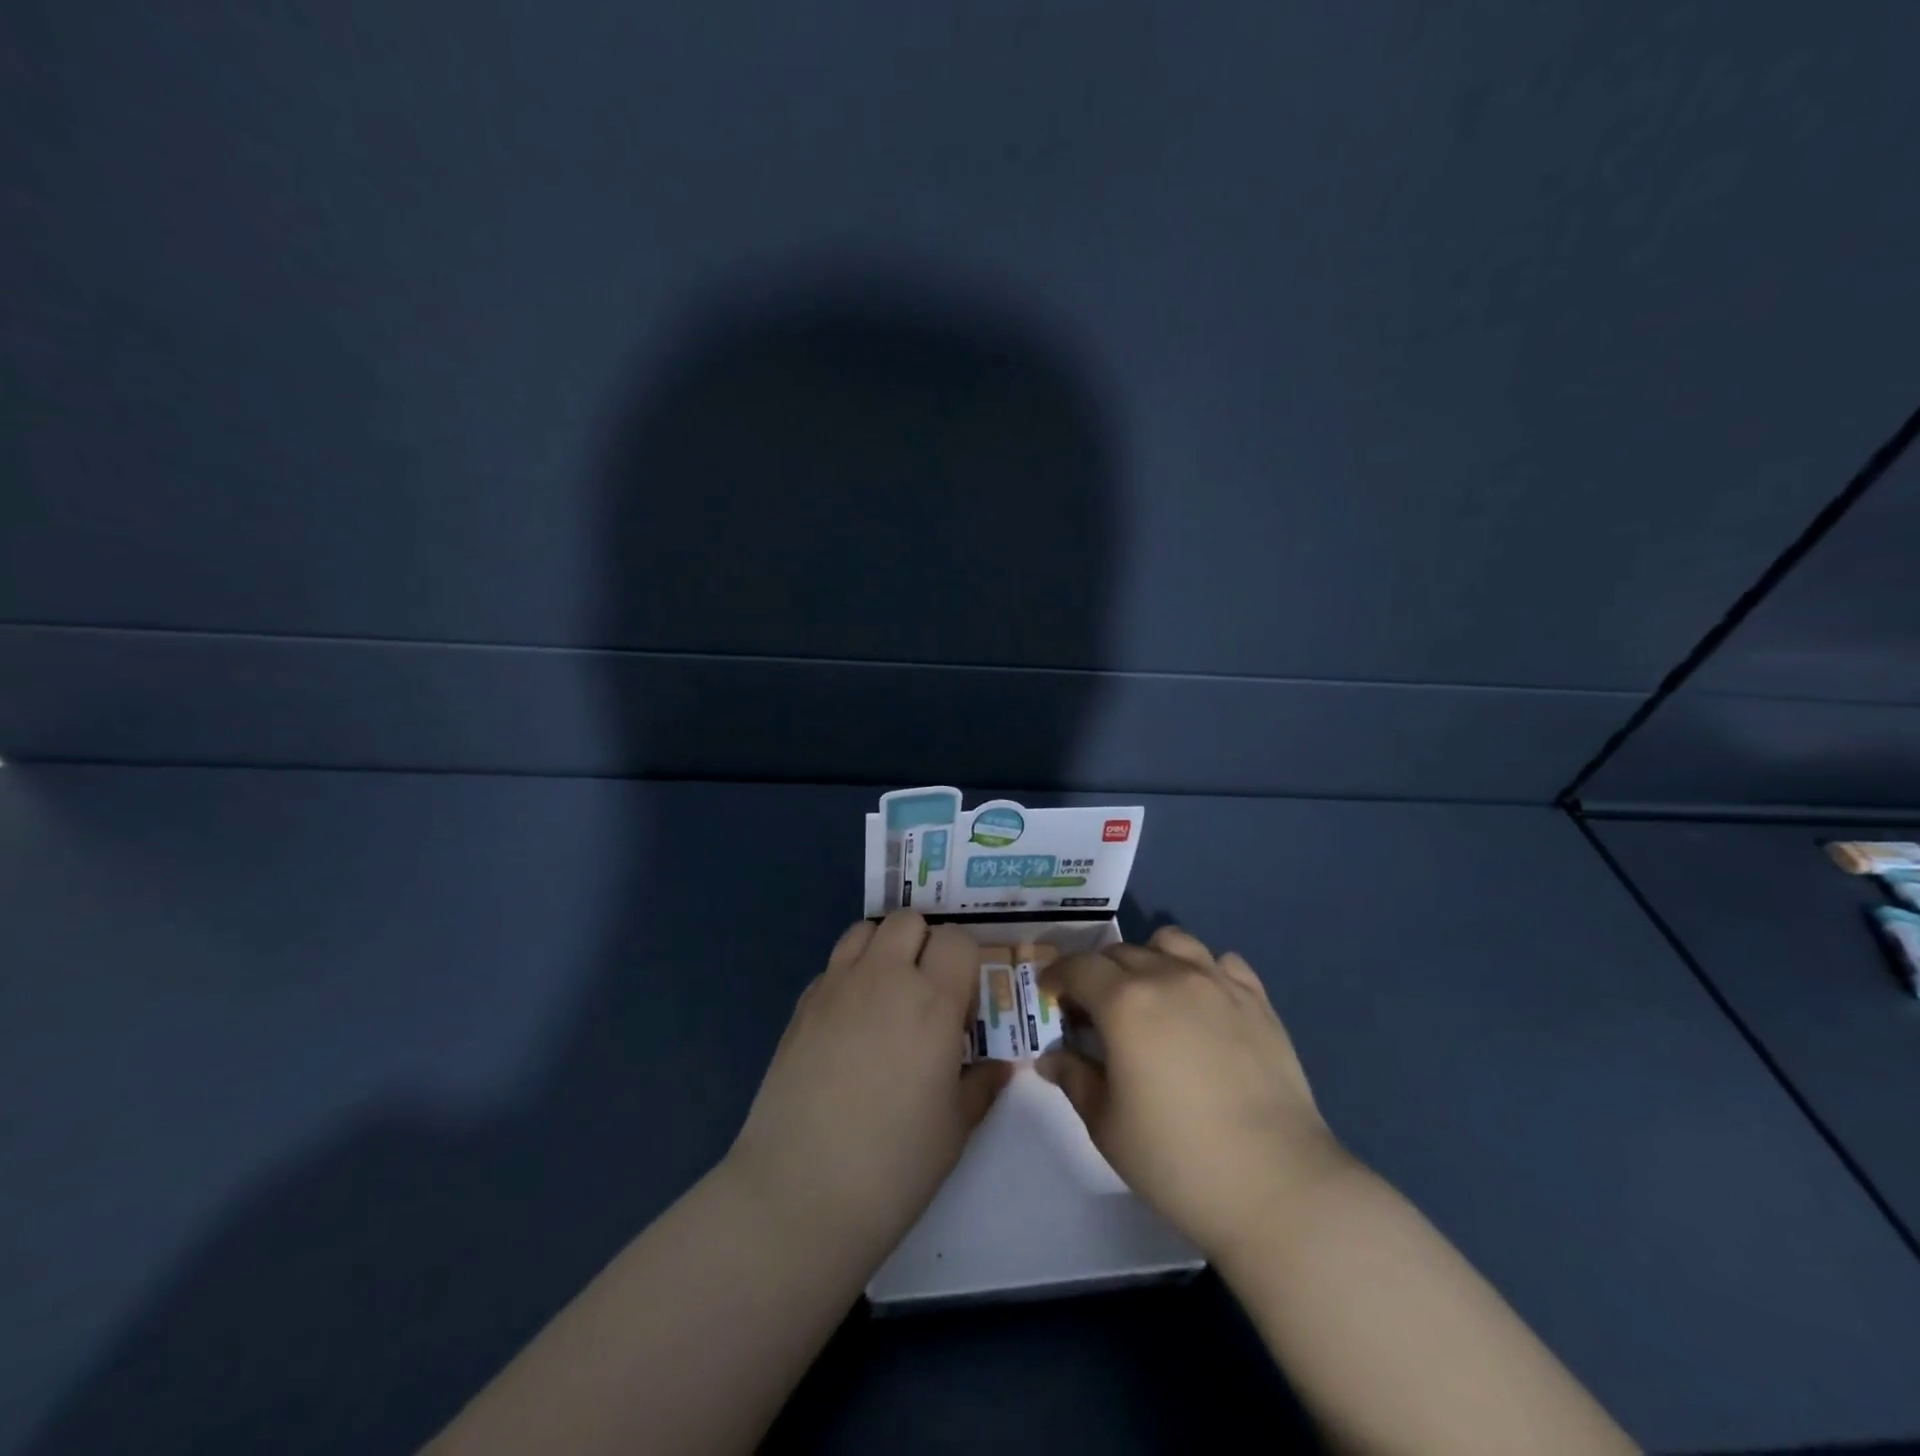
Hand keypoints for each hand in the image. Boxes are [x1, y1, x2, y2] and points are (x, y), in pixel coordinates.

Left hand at [726, 911, 1010, 1266]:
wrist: (801, 1191)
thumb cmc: (894, 1163)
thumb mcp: (955, 1127)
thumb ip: (981, 1083)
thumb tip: (1001, 1065)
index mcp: (932, 1001)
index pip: (957, 940)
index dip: (965, 964)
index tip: (962, 1004)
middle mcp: (884, 977)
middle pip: (909, 920)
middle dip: (924, 944)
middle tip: (926, 994)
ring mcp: (836, 986)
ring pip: (865, 930)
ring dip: (883, 949)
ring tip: (887, 996)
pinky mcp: (802, 1005)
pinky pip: (833, 966)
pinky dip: (848, 977)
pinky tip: (849, 1025)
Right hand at [1037, 926, 1348, 1261]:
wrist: (1276, 1184)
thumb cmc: (1176, 1159)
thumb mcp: (1107, 1126)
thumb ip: (1075, 1079)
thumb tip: (1051, 1058)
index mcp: (1125, 1002)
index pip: (1080, 967)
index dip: (1058, 975)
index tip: (1051, 993)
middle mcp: (1169, 977)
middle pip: (1122, 952)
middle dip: (1098, 972)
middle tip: (1094, 1007)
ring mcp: (1218, 984)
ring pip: (1173, 942)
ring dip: (1150, 957)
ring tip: (1151, 993)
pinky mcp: (1258, 1001)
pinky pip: (1223, 963)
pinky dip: (1204, 971)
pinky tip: (1203, 1004)